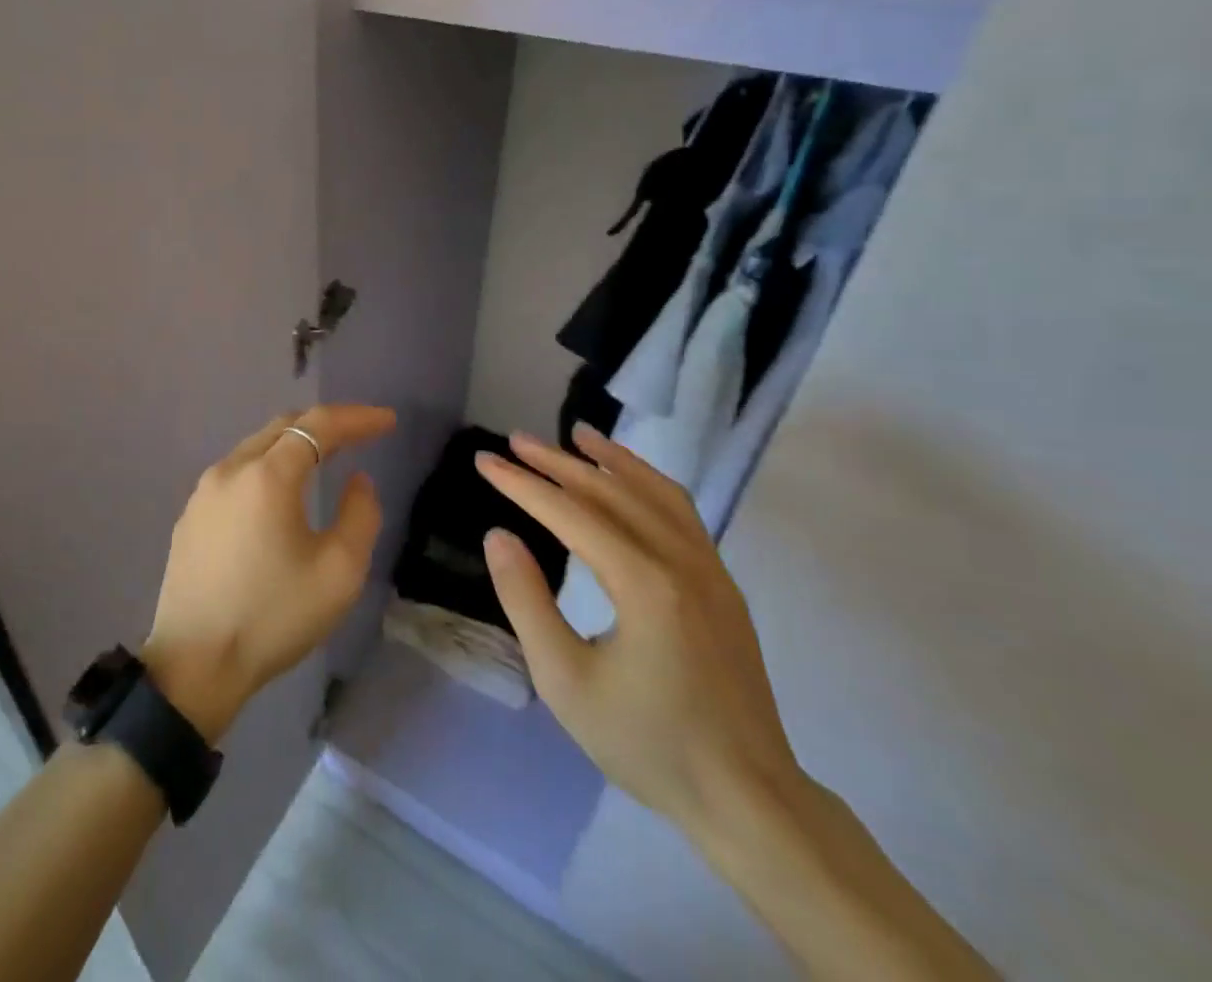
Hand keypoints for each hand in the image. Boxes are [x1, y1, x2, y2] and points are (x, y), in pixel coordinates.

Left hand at [143, 405, 396, 742]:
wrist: (195, 664)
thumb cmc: (273, 617)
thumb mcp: (338, 572)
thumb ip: (359, 515)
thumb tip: (356, 480)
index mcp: (267, 476)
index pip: (318, 426)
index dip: (357, 418)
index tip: (388, 420)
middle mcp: (230, 469)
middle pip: (283, 427)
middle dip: (325, 424)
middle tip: (361, 433)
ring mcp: (204, 491)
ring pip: (256, 447)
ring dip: (294, 445)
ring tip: (326, 456)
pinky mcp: (191, 515)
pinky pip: (237, 473)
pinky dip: (268, 467)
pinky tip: (280, 492)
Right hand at [475, 425, 805, 842]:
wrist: (750, 800)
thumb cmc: (647, 743)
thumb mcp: (565, 681)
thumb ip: (526, 601)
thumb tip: (498, 535)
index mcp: (643, 584)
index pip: (569, 513)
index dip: (522, 483)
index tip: (485, 460)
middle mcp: (681, 561)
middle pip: (610, 492)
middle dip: (558, 462)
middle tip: (516, 440)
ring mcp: (710, 570)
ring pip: (655, 492)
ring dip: (611, 459)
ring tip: (577, 434)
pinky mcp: (723, 585)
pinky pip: (682, 513)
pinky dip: (647, 482)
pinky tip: (628, 480)